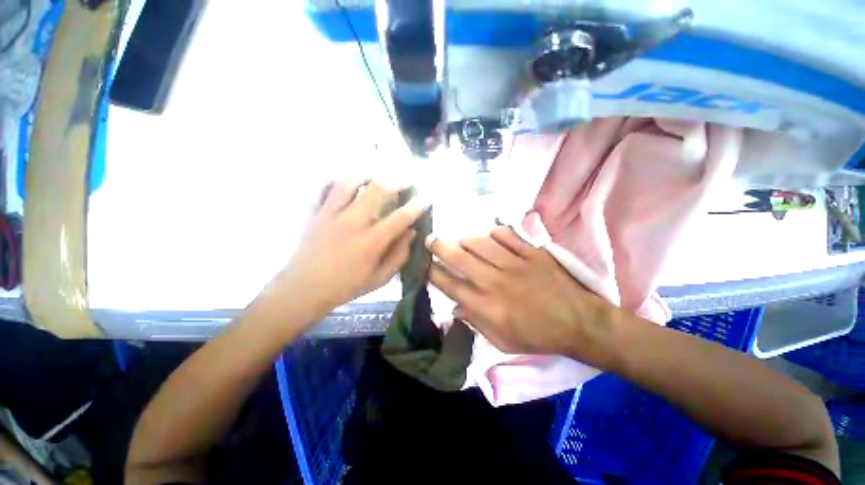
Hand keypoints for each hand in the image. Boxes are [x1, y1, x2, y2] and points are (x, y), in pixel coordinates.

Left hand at [274, 180, 427, 321]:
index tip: (426, 198)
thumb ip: (399, 255)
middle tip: (405, 181)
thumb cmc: (346, 286)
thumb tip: (412, 233)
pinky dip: (337, 180)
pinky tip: (347, 183)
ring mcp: (330, 215)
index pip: (400, 218)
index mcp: (371, 242)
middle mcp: (352, 223)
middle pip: (376, 190)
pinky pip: (324, 188)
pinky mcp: (315, 213)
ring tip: (376, 178)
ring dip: (367, 176)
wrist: (303, 290)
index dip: (417, 206)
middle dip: (395, 181)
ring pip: (349, 183)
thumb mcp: (380, 278)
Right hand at [427, 226, 615, 362]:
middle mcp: (494, 281)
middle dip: (439, 246)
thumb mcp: (501, 342)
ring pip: (479, 242)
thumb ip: (475, 323)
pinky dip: (495, 233)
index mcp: (486, 307)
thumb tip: (455, 308)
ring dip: (465, 239)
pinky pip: (507, 235)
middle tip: (430, 239)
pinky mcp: (531, 253)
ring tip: (461, 240)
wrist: (579, 322)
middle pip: (459, 257)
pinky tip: (491, 236)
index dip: (433, 272)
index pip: (450, 284)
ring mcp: (514, 264)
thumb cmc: (537, 336)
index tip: (424, 264)